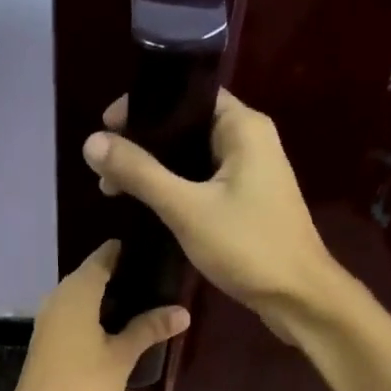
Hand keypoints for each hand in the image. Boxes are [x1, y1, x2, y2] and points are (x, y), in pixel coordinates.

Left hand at [1, 240, 189, 390]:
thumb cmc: (83, 383)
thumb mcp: (122, 356)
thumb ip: (149, 329)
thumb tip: (182, 311)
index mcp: (76, 292)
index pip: (102, 258)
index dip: (123, 251)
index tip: (149, 248)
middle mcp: (58, 298)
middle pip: (89, 276)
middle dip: (119, 274)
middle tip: (154, 276)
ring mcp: (48, 321)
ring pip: (80, 297)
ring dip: (106, 297)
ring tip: (141, 300)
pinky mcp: (47, 341)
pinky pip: (73, 315)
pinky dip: (94, 314)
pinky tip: (114, 326)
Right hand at [84, 90, 341, 339]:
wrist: (298, 297)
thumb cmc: (247, 246)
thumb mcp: (186, 208)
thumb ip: (140, 173)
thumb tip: (92, 143)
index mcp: (243, 127)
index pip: (188, 94)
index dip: (145, 105)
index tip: (107, 127)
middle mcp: (250, 141)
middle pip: (187, 126)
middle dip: (145, 143)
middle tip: (105, 168)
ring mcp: (251, 173)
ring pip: (193, 159)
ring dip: (157, 170)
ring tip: (116, 189)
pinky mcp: (247, 202)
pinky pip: (203, 183)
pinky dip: (175, 190)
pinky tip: (148, 206)